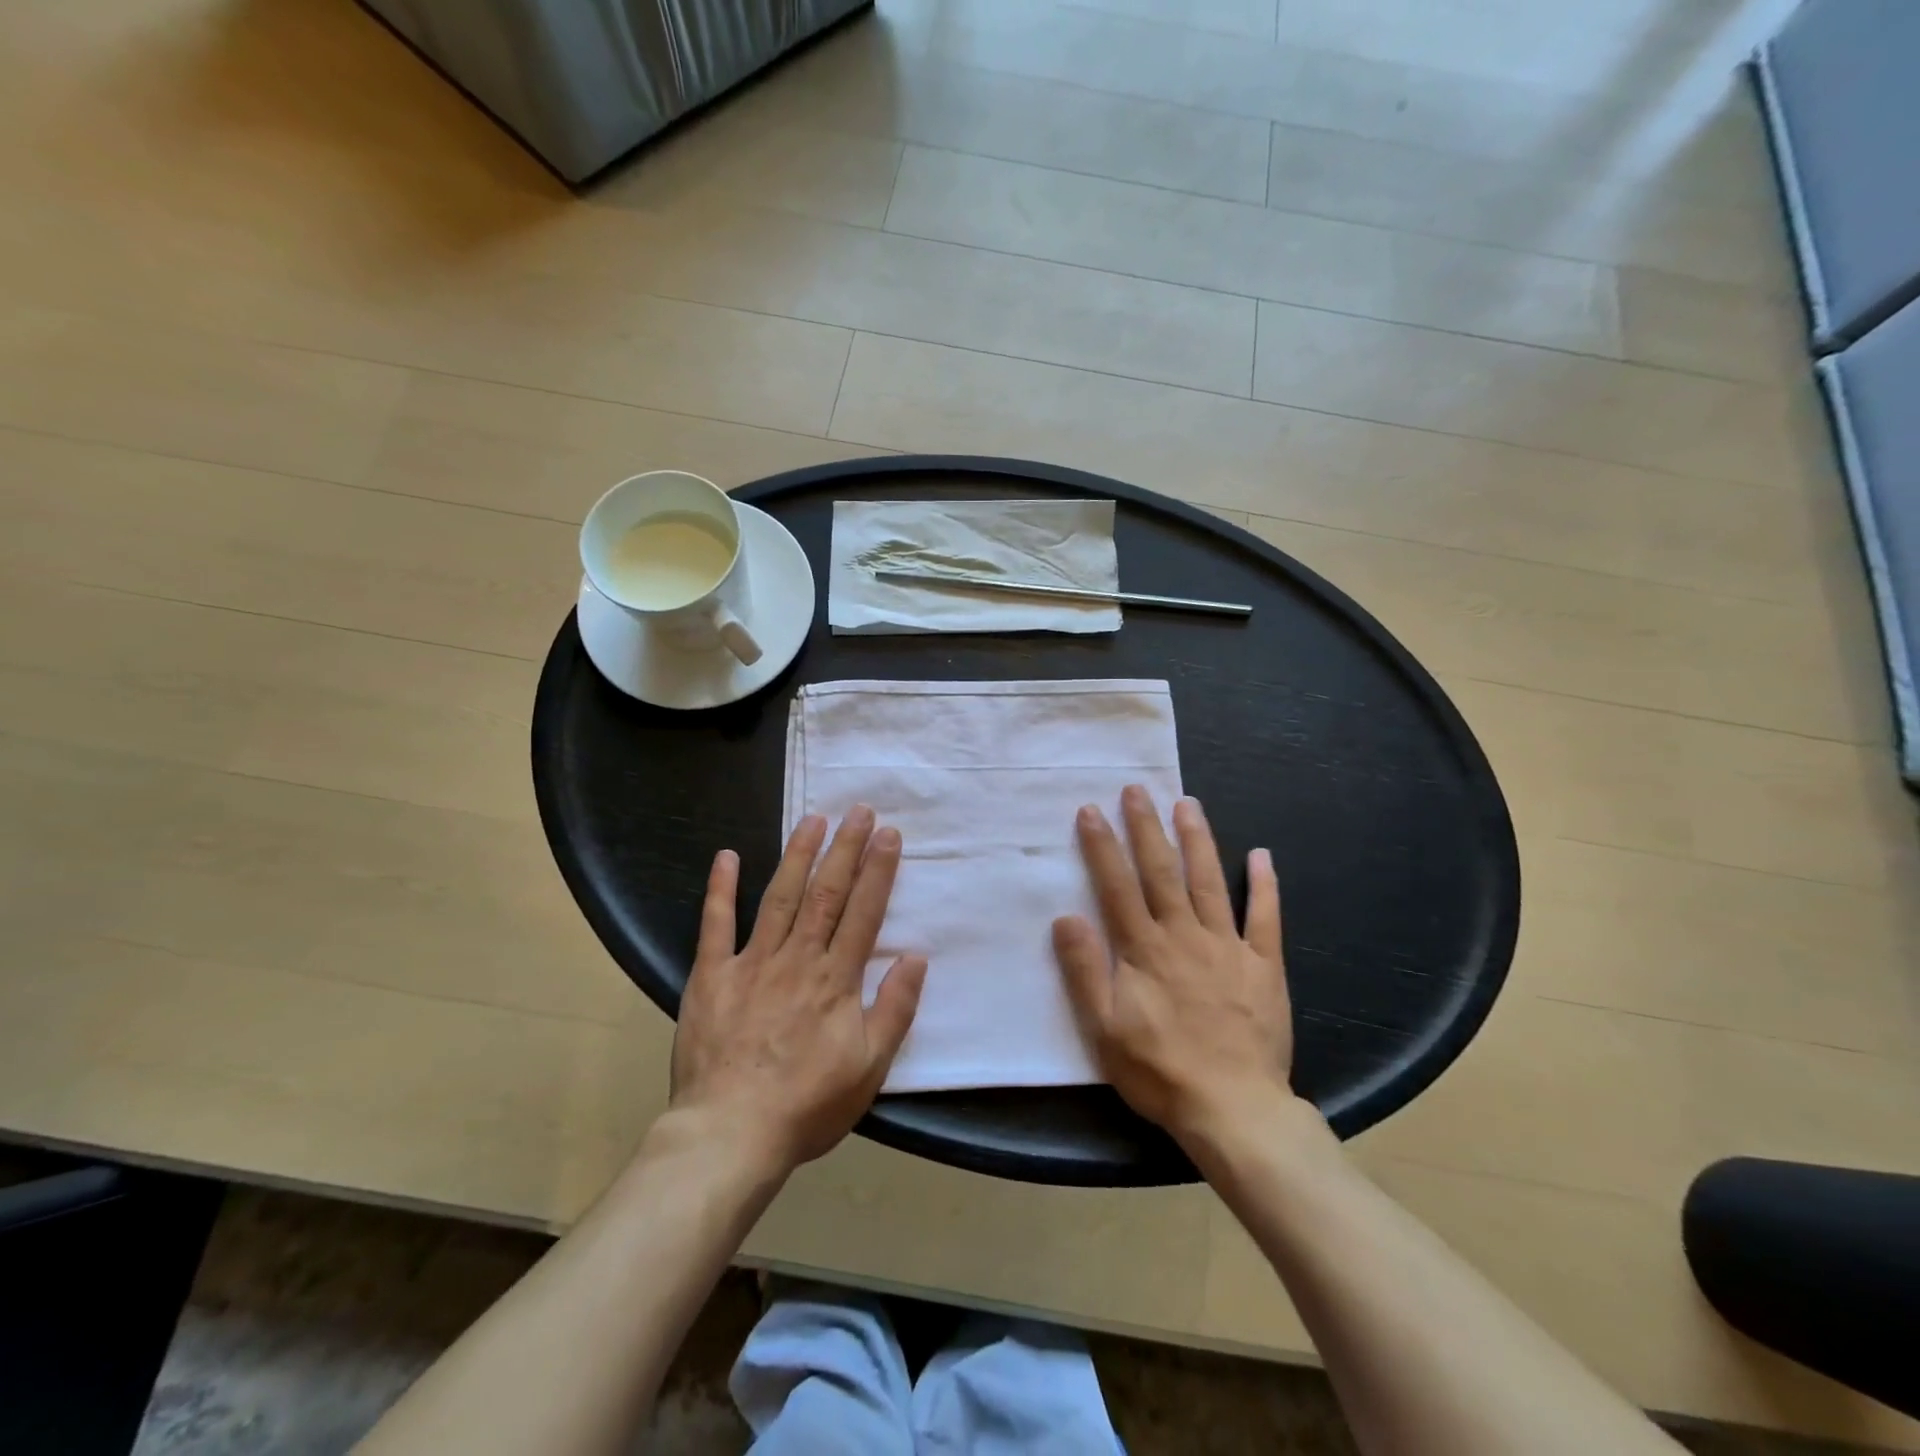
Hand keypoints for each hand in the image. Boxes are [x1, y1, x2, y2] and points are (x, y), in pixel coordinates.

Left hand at [671, 807, 926, 1172]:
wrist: (730, 1134)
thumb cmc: (807, 1104)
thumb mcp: (870, 1068)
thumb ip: (895, 1009)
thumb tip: (916, 957)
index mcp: (836, 979)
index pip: (864, 912)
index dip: (877, 870)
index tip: (888, 834)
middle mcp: (798, 959)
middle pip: (826, 893)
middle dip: (844, 848)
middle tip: (858, 810)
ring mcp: (752, 963)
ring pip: (780, 897)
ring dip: (798, 855)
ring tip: (812, 820)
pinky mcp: (712, 975)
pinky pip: (716, 925)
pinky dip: (720, 889)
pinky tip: (727, 856)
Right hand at [1052, 787, 1294, 1147]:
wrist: (1234, 1109)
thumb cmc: (1160, 1070)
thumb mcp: (1104, 1029)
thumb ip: (1085, 970)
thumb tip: (1065, 917)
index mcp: (1144, 949)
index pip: (1117, 886)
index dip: (1103, 846)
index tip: (1091, 810)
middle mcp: (1184, 935)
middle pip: (1162, 871)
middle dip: (1146, 827)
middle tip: (1137, 789)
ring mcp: (1228, 946)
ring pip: (1209, 881)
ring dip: (1197, 839)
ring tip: (1188, 802)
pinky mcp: (1263, 965)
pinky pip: (1265, 917)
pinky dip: (1265, 885)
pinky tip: (1262, 855)